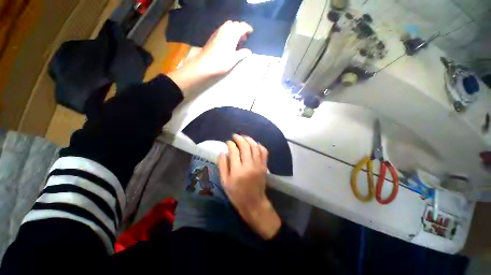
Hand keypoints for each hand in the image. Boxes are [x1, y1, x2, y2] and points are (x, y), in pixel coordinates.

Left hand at [168, 21, 252, 94]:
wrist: (205, 63)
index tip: (251, 32)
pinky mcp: (213, 35)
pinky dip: (228, 31)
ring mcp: (218, 32)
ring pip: (228, 25)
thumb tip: (249, 51)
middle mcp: (225, 30)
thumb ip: (242, 53)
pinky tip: (228, 40)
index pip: (242, 26)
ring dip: (234, 29)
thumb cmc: (222, 62)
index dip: (247, 28)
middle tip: (244, 37)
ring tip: (236, 38)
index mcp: (232, 35)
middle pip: (235, 24)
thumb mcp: (234, 59)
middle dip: (240, 28)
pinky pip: (223, 28)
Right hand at [218, 134, 280, 239]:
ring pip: (255, 147)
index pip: (234, 151)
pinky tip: (255, 144)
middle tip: (235, 136)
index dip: (230, 144)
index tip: (228, 142)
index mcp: (237, 171)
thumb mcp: (225, 182)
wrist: (254, 203)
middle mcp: (249, 165)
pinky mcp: (264, 166)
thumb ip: (222, 166)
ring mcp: (258, 165)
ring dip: (249, 139)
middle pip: (245, 146)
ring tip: (244, 137)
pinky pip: (264, 152)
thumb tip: (223, 152)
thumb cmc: (236, 194)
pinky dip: (260, 146)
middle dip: (239, 138)